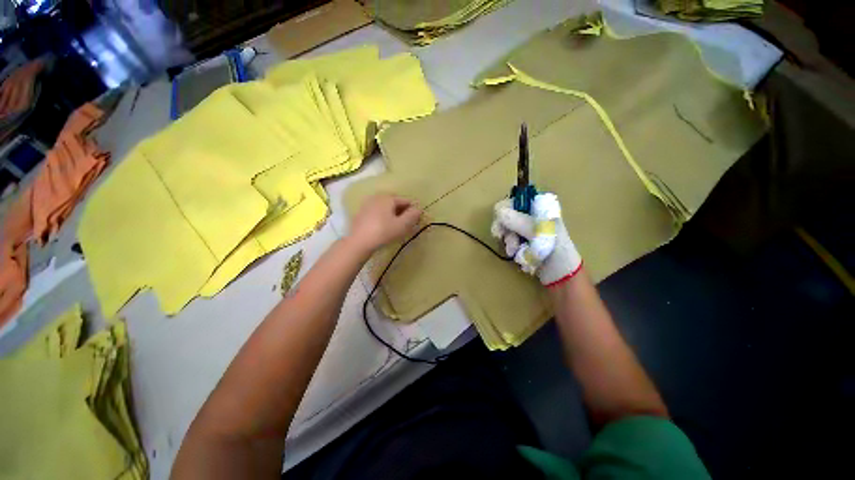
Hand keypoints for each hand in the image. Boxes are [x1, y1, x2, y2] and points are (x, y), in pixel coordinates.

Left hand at [348, 194, 421, 253]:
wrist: (359, 242)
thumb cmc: (383, 232)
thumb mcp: (402, 225)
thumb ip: (412, 216)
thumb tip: (418, 209)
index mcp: (388, 198)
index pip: (406, 201)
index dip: (412, 211)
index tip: (415, 222)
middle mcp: (377, 197)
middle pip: (395, 203)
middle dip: (402, 212)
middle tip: (406, 225)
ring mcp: (367, 204)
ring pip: (385, 208)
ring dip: (392, 215)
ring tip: (395, 227)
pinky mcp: (361, 213)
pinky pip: (377, 213)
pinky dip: (383, 218)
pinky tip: (383, 228)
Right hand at [490, 193, 582, 286]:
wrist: (561, 275)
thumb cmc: (555, 250)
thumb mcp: (538, 233)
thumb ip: (519, 221)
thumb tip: (498, 211)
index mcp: (539, 208)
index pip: (514, 200)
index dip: (505, 211)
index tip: (501, 224)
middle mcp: (531, 216)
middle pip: (506, 215)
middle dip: (505, 229)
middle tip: (504, 238)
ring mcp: (526, 230)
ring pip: (505, 230)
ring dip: (508, 242)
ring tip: (516, 252)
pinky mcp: (522, 242)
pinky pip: (508, 241)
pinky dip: (511, 248)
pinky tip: (517, 256)